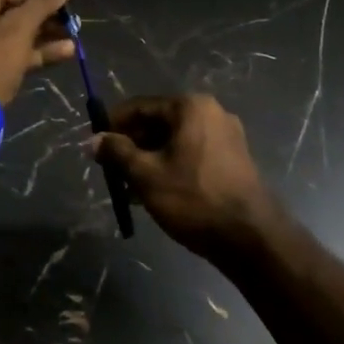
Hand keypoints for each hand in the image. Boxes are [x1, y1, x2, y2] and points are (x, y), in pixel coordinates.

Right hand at [91, 95, 283, 258]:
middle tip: (110, 169)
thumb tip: (92, 140)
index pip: (140, 106)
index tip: (94, 144)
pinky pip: (191, 154)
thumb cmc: (194, 198)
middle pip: (158, 122)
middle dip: (131, 145)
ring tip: (128, 188)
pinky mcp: (233, 159)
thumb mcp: (146, 175)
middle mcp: (211, 113)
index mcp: (190, 107)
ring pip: (174, 141)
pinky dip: (170, 166)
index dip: (113, 124)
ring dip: (149, 159)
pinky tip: (154, 193)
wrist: (251, 237)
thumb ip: (117, 152)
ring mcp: (226, 136)